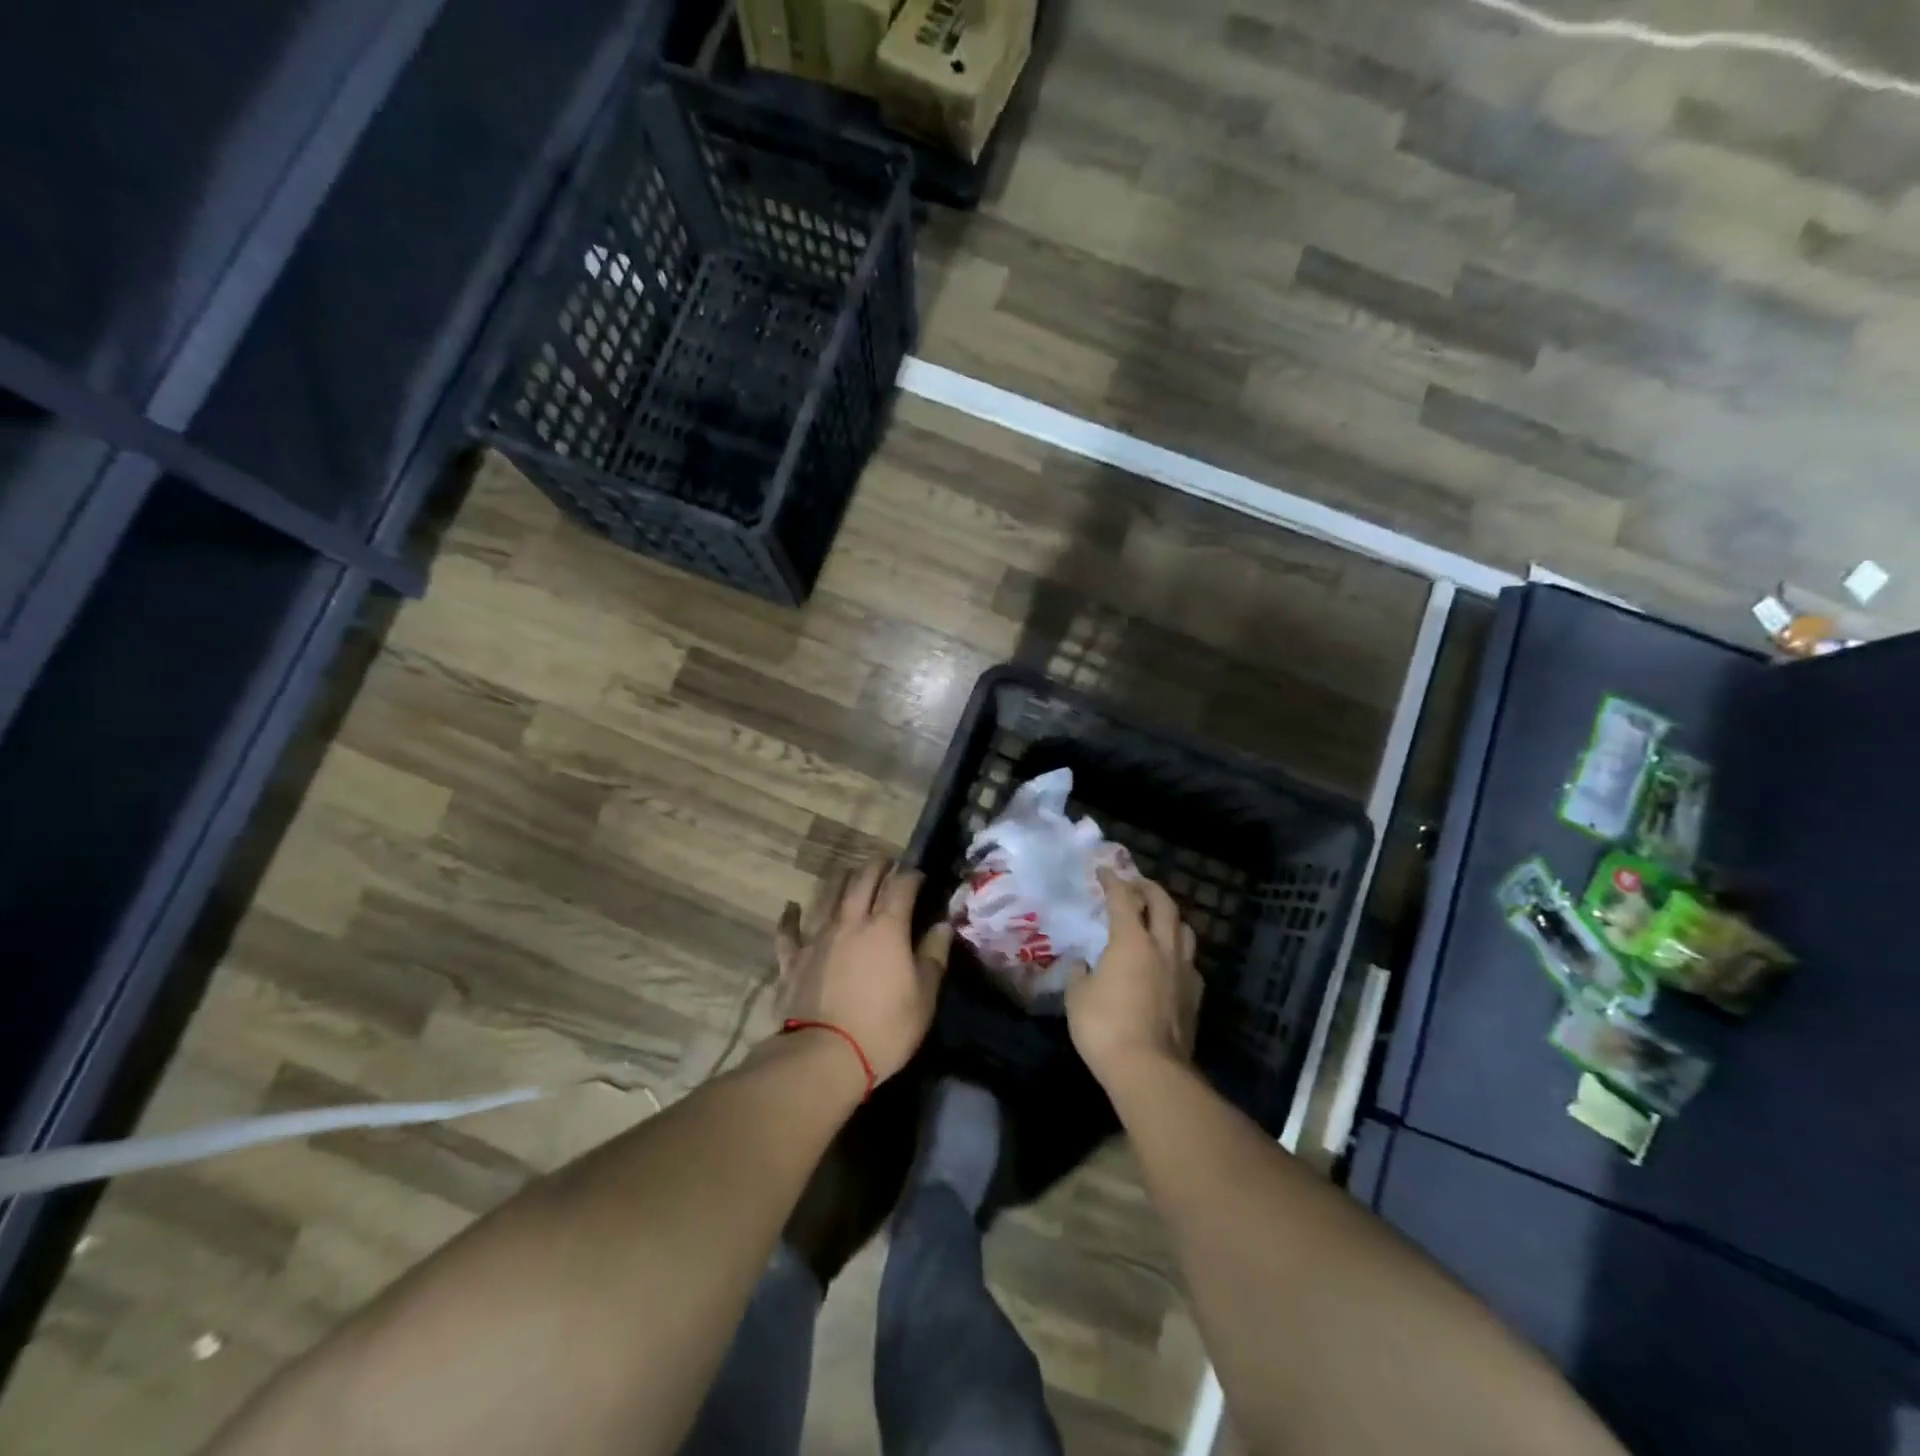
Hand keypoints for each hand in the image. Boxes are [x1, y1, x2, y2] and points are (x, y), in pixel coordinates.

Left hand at [775, 860, 951, 1085]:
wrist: (824, 1056)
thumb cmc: (885, 1028)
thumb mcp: (924, 996)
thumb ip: (933, 956)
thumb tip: (943, 925)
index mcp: (887, 928)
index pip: (901, 886)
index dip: (911, 875)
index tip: (919, 874)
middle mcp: (851, 922)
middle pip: (863, 881)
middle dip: (876, 866)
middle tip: (885, 862)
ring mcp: (818, 938)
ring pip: (828, 896)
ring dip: (841, 880)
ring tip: (848, 873)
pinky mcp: (793, 960)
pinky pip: (789, 932)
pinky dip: (790, 917)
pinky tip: (790, 907)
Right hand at [1067, 869, 1201, 1086]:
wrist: (1150, 1070)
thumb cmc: (1105, 1027)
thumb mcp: (1077, 997)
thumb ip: (1079, 974)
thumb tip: (1082, 964)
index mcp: (1131, 941)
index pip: (1123, 899)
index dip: (1113, 881)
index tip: (1104, 871)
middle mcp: (1162, 948)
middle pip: (1164, 904)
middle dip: (1149, 888)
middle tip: (1136, 884)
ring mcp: (1183, 972)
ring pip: (1184, 930)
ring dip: (1170, 917)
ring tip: (1157, 919)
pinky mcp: (1194, 997)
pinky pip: (1189, 962)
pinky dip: (1177, 952)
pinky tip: (1168, 962)